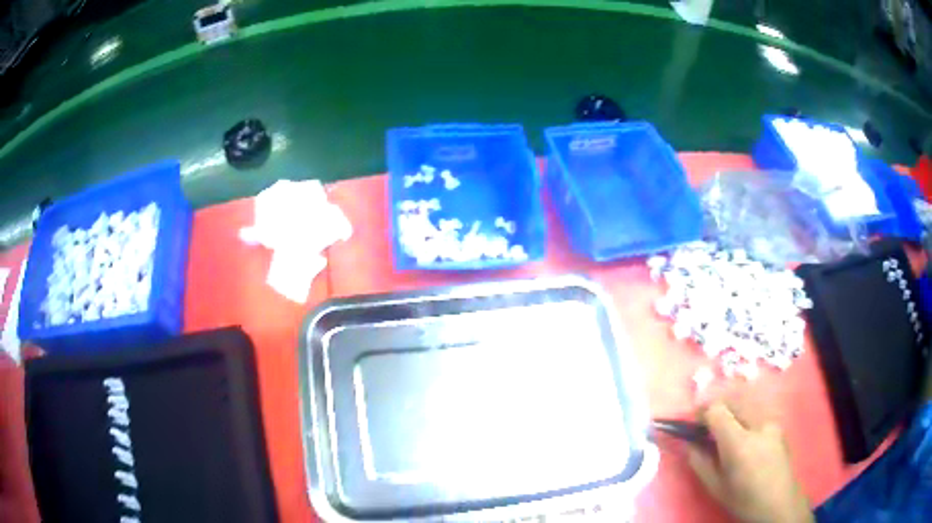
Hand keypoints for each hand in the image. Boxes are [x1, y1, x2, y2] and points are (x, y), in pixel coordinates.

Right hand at [688, 402, 812, 522]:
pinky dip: (745, 416)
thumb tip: (689, 444)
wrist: (779, 502)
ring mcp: (772, 421)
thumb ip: (700, 462)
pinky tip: (745, 436)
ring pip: (747, 403)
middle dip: (717, 408)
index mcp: (739, 443)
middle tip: (707, 426)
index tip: (693, 422)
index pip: (717, 409)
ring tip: (726, 430)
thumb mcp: (715, 487)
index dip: (702, 411)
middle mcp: (758, 424)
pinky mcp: (779, 424)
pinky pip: (758, 411)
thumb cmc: (743, 499)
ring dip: (732, 410)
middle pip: (733, 400)